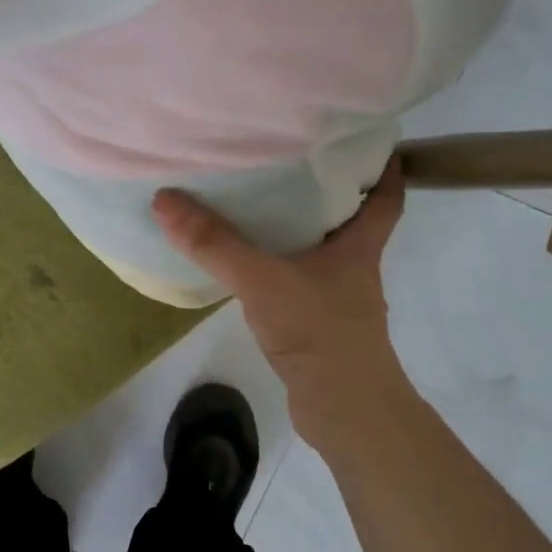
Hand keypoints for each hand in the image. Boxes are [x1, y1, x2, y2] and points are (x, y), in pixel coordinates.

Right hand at [153, 158, 412, 454]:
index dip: (383, 166)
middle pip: (350, 220)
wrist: (344, 410)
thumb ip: (214, 243)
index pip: (385, 197)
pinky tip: (249, 268)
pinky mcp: (318, 327)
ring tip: (260, 205)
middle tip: (290, 161)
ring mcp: (338, 301)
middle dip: (327, 191)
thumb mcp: (261, 280)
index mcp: (358, 247)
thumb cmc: (318, 332)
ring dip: (299, 231)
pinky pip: (298, 283)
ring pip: (321, 253)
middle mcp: (354, 268)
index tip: (365, 140)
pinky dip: (280, 269)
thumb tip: (165, 199)